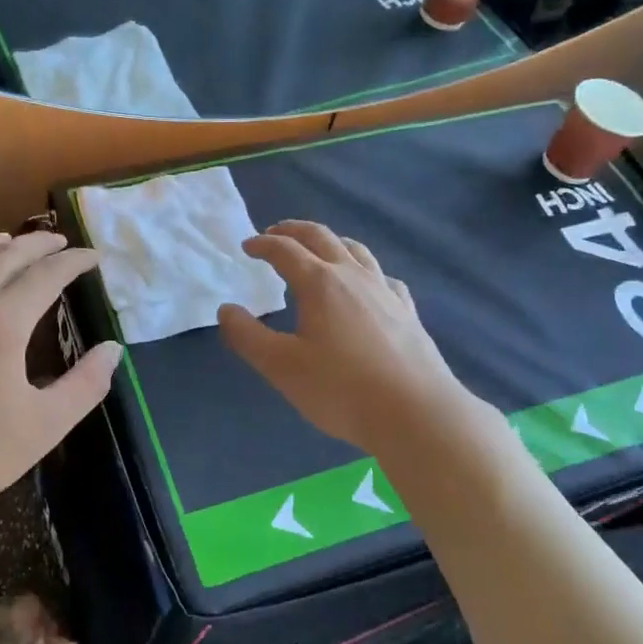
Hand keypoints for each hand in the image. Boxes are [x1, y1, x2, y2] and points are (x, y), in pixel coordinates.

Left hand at [0, 230, 120, 531]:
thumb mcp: (45, 426)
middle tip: (60, 241)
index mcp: (2, 324)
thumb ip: (85, 384)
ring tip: (9, 241)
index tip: (94, 257)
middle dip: (37, 245)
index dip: (73, 262)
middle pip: (4, 258)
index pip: (46, 276)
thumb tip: (112, 349)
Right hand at [219, 221, 484, 455]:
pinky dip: (365, 270)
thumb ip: (248, 336)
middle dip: (293, 230)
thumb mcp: (282, 367)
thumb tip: (226, 310)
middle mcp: (353, 276)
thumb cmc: (341, 389)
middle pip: (321, 237)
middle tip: (274, 233)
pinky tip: (366, 285)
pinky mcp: (407, 311)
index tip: (247, 246)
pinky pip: (382, 276)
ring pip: (356, 250)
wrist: (416, 413)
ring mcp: (385, 291)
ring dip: (330, 241)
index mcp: (319, 283)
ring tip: (318, 249)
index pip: (285, 250)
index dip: (263, 244)